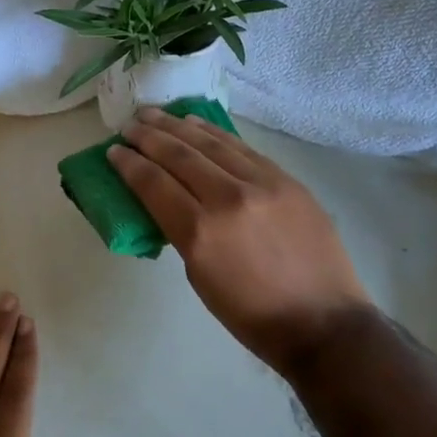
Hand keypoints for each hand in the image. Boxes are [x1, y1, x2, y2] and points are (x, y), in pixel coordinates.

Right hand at [108, 109, 371, 372]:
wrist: (323, 322)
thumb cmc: (252, 315)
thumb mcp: (200, 278)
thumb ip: (183, 232)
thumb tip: (172, 202)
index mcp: (200, 232)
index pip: (154, 184)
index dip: (129, 165)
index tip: (113, 151)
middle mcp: (228, 198)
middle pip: (179, 155)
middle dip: (148, 136)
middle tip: (129, 124)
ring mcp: (262, 184)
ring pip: (211, 144)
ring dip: (178, 126)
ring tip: (155, 115)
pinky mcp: (286, 180)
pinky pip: (242, 148)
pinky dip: (215, 134)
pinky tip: (197, 125)